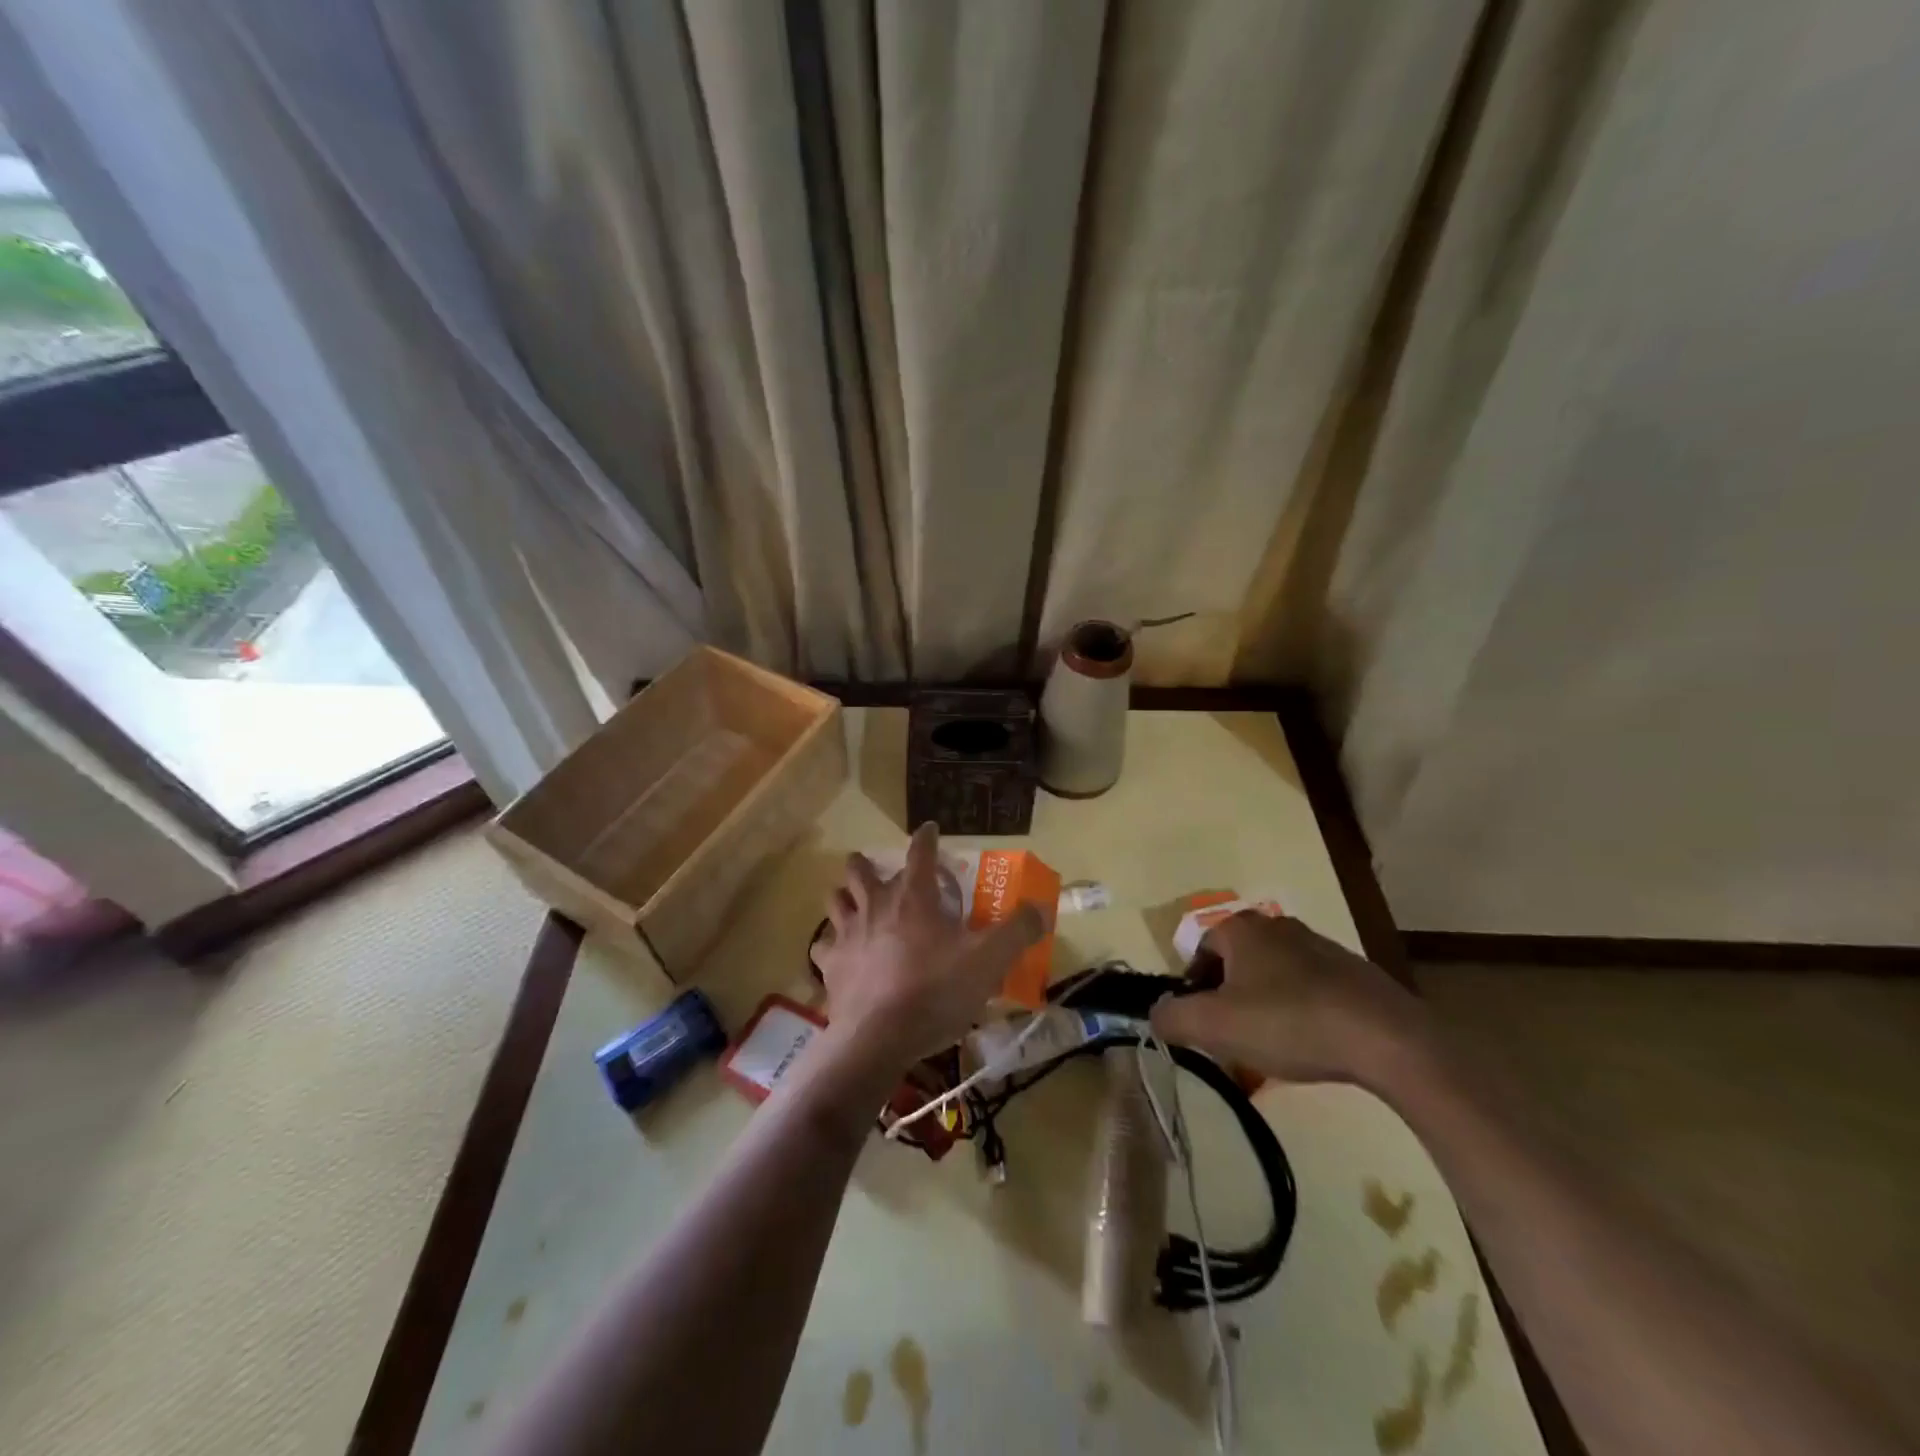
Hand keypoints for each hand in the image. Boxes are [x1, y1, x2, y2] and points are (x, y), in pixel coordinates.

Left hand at [810, 824, 1045, 1069]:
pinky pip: (822, 946)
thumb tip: (1041, 909)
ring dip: (845, 896)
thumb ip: (1017, 931)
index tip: (929, 829)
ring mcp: (846, 933)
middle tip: (880, 873)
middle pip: (860, 869)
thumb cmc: (935, 991)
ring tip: (855, 904)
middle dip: (868, 864)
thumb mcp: (989, 960)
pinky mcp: (829, 965)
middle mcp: (875, 904)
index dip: (926, 837)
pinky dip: (831, 945)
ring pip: (835, 899)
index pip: (919, 852)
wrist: (879, 1037)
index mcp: (913, 896)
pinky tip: (840, 954)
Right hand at [1148, 912, 1425, 1085]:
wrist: (1387, 1039)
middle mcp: (1278, 927)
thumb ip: (1172, 1017)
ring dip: (1264, 1013)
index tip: (1201, 1026)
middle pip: (1237, 967)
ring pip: (1274, 981)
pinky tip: (1310, 1050)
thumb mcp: (1215, 1026)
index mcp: (1242, 929)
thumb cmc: (1289, 1022)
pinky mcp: (1354, 975)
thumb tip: (1156, 1015)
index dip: (1193, 990)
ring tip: (1271, 1054)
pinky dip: (1301, 1018)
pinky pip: (1310, 994)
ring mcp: (1321, 948)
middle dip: (1229, 1004)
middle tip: (1232, 1043)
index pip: (1201, 952)